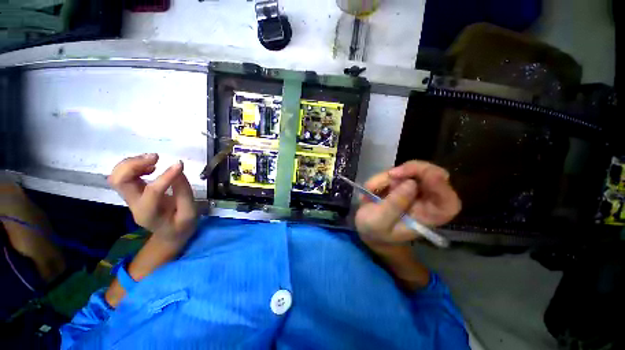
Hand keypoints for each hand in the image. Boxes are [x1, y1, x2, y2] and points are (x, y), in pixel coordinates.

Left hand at [108, 153, 197, 244]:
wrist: (169, 235)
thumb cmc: (182, 225)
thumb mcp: (190, 212)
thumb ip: (184, 192)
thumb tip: (177, 169)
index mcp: (149, 214)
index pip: (152, 192)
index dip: (166, 176)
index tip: (179, 164)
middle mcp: (134, 205)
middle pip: (119, 181)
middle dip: (134, 165)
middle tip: (156, 158)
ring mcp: (131, 199)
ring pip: (117, 176)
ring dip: (132, 163)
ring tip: (154, 159)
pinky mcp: (133, 193)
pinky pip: (123, 176)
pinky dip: (134, 166)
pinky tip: (151, 166)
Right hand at [355, 160, 460, 244]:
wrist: (366, 226)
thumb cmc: (375, 230)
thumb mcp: (379, 222)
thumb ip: (394, 205)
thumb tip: (410, 183)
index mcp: (429, 217)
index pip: (448, 202)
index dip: (441, 186)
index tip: (424, 177)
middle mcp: (428, 200)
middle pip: (435, 175)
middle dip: (413, 170)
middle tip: (391, 174)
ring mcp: (416, 188)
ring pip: (413, 169)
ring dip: (389, 176)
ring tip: (372, 190)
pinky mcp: (403, 181)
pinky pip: (396, 171)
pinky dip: (382, 177)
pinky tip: (372, 188)